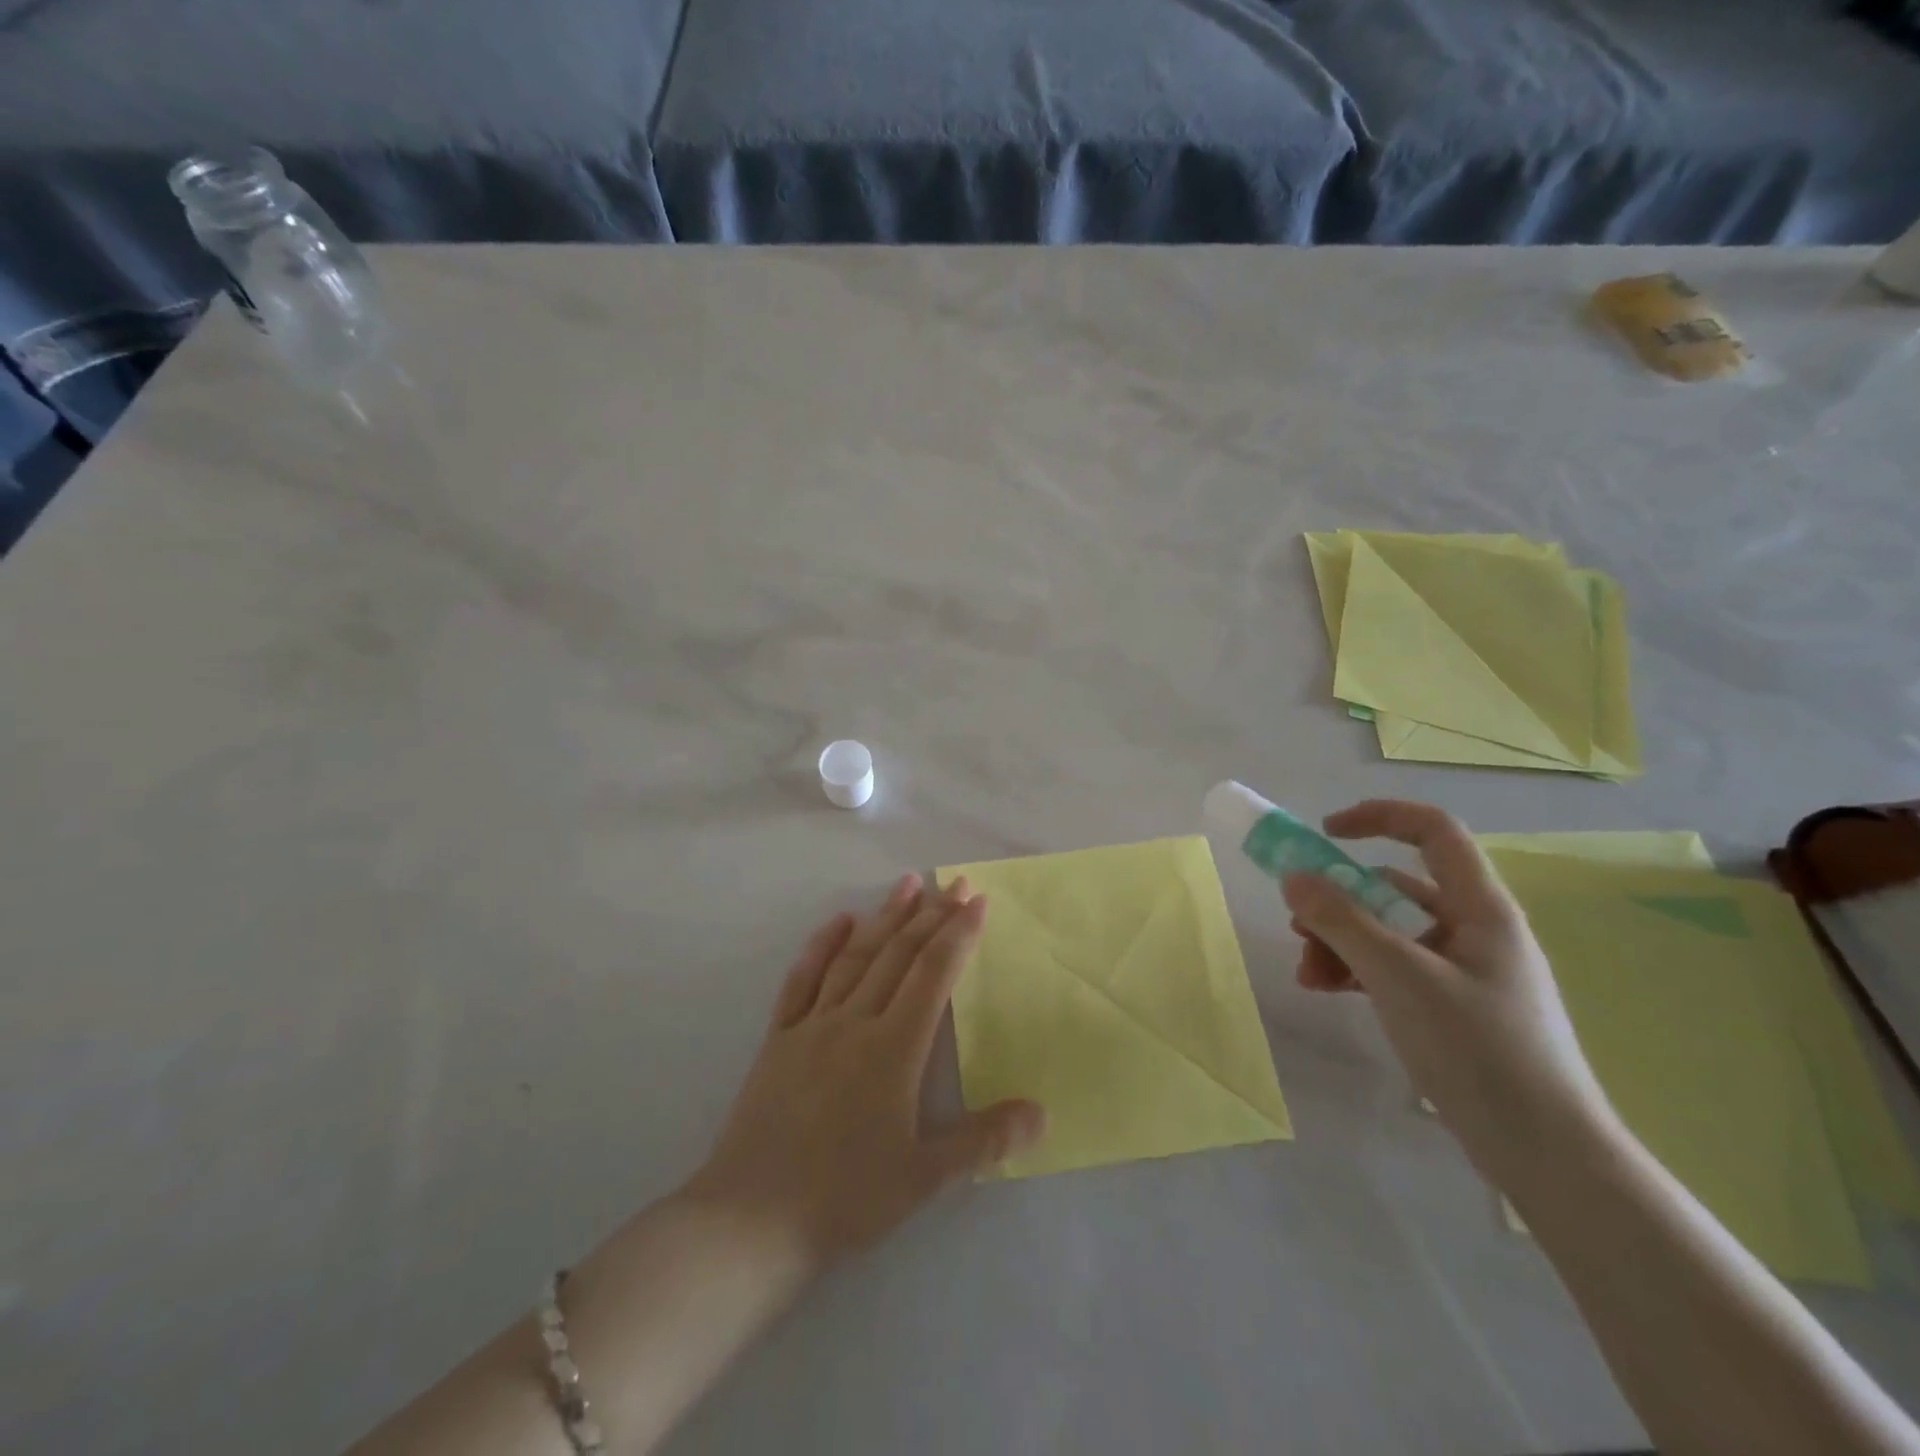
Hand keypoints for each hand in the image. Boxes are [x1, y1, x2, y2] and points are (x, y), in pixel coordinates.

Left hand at [684, 874, 1045, 1267]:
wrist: (751, 1220)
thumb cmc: (845, 1197)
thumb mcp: (924, 1177)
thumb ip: (983, 1140)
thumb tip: (1040, 1114)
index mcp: (894, 1048)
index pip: (934, 974)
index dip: (958, 933)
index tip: (976, 900)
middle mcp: (855, 1021)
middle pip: (899, 955)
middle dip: (931, 915)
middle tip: (953, 883)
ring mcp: (813, 1025)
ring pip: (855, 957)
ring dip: (884, 917)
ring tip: (906, 884)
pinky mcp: (779, 1038)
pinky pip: (802, 980)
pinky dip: (822, 946)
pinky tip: (839, 922)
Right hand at [1281, 800, 1613, 1183]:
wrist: (1547, 1155)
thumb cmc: (1478, 1050)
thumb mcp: (1398, 976)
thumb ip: (1340, 920)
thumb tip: (1294, 877)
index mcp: (1480, 908)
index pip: (1432, 831)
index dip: (1377, 818)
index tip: (1323, 834)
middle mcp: (1475, 929)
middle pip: (1397, 886)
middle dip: (1340, 899)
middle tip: (1298, 925)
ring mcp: (1466, 970)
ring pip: (1390, 930)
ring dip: (1341, 941)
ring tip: (1307, 974)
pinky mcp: (1454, 1007)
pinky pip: (1395, 967)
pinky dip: (1358, 970)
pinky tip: (1328, 990)